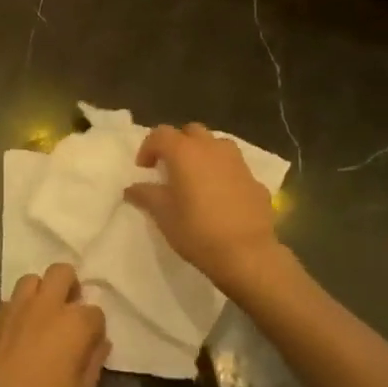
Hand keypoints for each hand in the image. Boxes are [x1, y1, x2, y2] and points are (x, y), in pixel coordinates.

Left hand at [0, 263, 108, 386]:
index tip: (90, 344)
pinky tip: (17, 331)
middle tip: (67, 311)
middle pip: (62, 272)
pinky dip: (18, 310)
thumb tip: (100, 344)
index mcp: (74, 324)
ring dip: (41, 293)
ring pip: (32, 279)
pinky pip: (10, 300)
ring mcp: (16, 307)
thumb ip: (93, 366)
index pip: (95, 312)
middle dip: (69, 286)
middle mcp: (46, 305)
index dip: (95, 328)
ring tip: (40, 316)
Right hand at [124, 123, 281, 287]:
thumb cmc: (197, 230)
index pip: (160, 134)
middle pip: (191, 132)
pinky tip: (221, 197)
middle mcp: (212, 148)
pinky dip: (224, 174)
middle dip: (178, 144)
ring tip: (197, 178)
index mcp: (185, 152)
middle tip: (171, 168)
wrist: (247, 254)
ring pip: (217, 145)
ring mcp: (238, 163)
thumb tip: (132, 188)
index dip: (148, 148)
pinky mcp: (255, 180)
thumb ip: (145, 195)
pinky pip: (234, 168)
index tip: (144, 169)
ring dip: (203, 154)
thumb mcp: (163, 215)